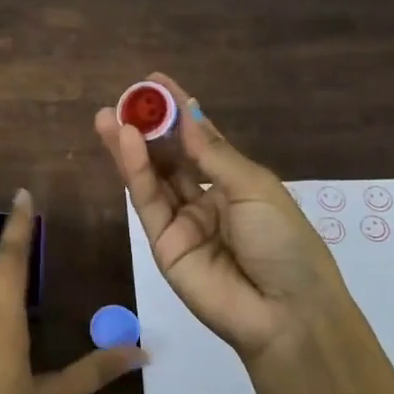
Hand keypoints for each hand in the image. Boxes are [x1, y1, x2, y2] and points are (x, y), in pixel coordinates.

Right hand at [96, 73, 393, 393]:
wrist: (283, 311)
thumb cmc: (284, 242)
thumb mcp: (255, 188)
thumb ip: (213, 154)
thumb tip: (187, 114)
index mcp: (236, 184)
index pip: (200, 140)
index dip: (178, 111)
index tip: (155, 82)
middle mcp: (206, 199)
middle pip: (170, 156)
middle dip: (148, 127)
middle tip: (125, 98)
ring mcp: (182, 222)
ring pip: (151, 177)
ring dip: (131, 146)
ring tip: (109, 115)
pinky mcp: (161, 244)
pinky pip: (147, 202)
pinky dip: (135, 172)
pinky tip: (125, 143)